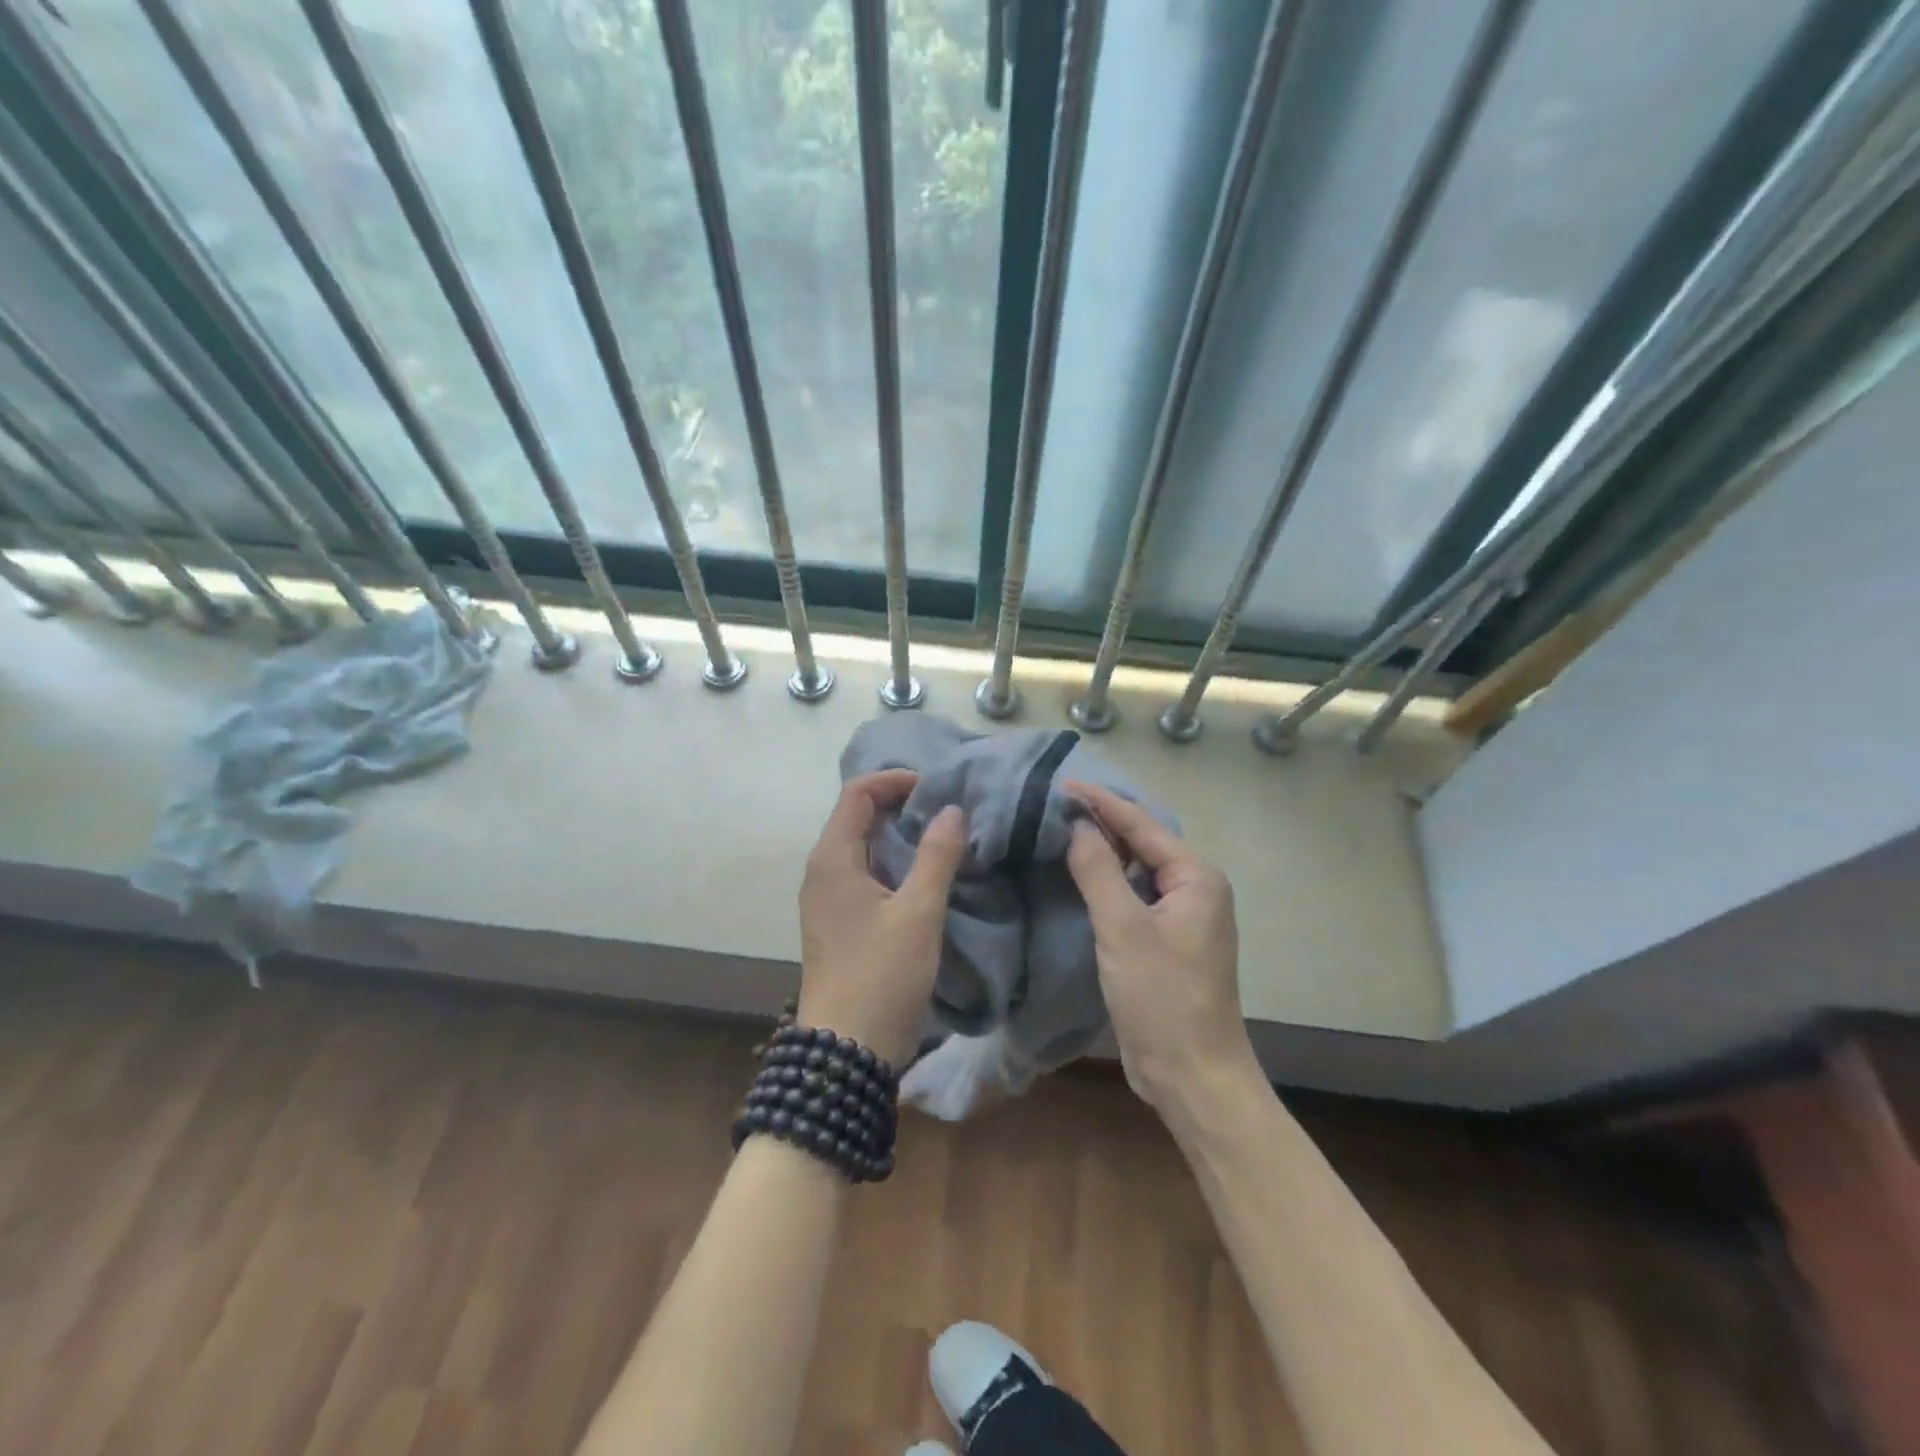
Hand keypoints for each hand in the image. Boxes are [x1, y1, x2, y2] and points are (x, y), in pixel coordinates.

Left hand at [796, 769, 966, 1068]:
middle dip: (901, 805)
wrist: (846, 1052)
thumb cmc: (881, 975)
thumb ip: (937, 855)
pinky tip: (926, 876)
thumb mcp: (918, 912)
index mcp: (833, 858)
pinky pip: (865, 874)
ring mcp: (827, 899)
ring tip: (945, 839)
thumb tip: (951, 809)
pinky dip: (894, 863)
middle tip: (948, 812)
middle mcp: (822, 871)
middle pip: (858, 816)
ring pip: (863, 847)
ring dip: (900, 836)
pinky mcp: (839, 922)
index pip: (857, 793)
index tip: (937, 790)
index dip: (895, 781)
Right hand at [1063, 779, 1255, 1110]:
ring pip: (1137, 869)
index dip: (1100, 802)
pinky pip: (1133, 896)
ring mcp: (1182, 917)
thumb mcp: (1123, 928)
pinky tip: (1078, 876)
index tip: (1059, 784)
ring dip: (1103, 850)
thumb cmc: (1162, 998)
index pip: (1141, 824)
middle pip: (1142, 842)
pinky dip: (1107, 882)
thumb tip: (1078, 824)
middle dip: (1101, 821)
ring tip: (1060, 830)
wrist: (1193, 1076)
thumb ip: (1098, 870)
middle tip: (1053, 805)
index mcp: (1196, 877)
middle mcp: (1195, 889)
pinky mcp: (1166, 941)